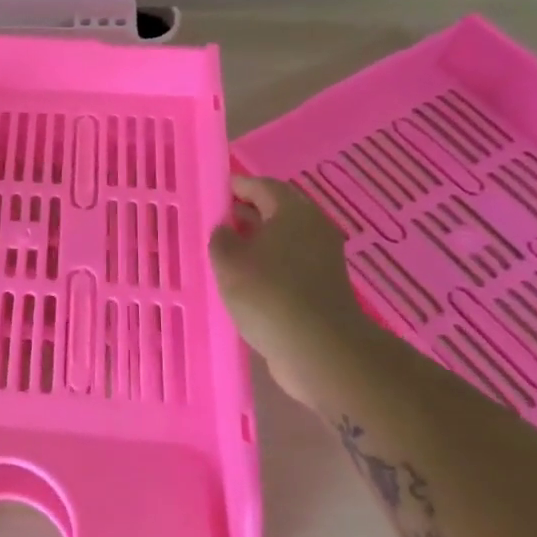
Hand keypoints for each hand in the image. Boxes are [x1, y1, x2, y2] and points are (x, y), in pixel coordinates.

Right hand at [209, 175, 366, 404]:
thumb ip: (221, 238)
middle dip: (246, 213)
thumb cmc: (268, 293)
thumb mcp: (229, 261)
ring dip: (256, 242)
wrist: (319, 349)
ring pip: (283, 240)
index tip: (214, 191)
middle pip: (276, 211)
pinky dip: (268, 265)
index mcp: (293, 212)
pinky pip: (289, 264)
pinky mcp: (322, 287)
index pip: (263, 186)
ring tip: (224, 252)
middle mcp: (313, 228)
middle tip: (216, 221)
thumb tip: (225, 231)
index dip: (237, 186)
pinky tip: (245, 281)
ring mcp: (322, 259)